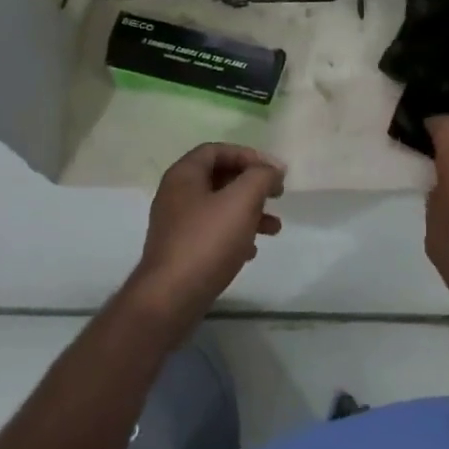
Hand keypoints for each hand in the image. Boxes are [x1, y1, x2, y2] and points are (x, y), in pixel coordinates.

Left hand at [126, 142, 283, 335]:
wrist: (171, 298)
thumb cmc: (207, 241)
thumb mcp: (241, 200)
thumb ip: (261, 177)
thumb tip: (272, 169)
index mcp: (184, 175)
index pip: (216, 150)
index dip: (248, 155)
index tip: (273, 171)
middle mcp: (176, 195)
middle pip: (219, 178)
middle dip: (252, 185)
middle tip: (277, 195)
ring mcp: (176, 224)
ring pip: (219, 207)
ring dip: (249, 212)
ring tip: (274, 228)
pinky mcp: (181, 251)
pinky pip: (212, 232)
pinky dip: (235, 235)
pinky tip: (251, 251)